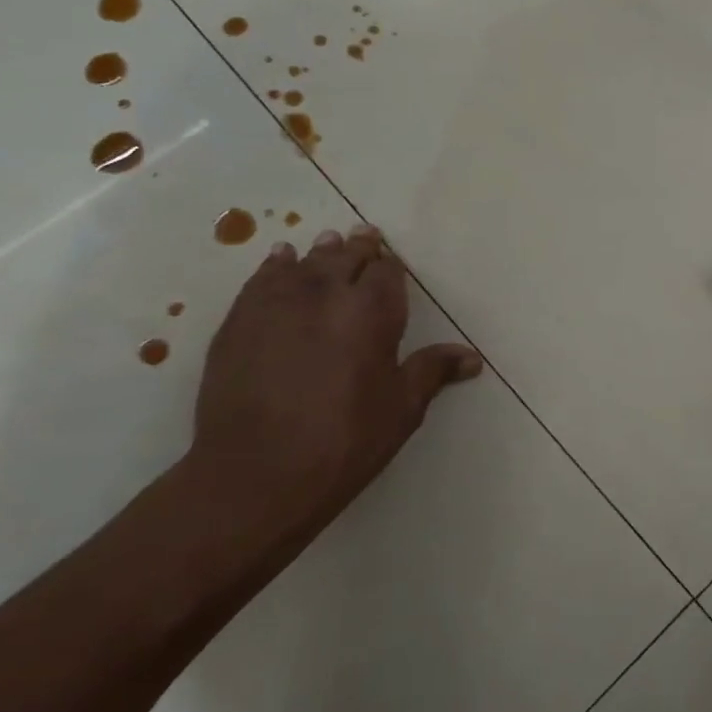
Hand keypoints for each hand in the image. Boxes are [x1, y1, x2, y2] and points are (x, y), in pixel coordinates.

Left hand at [182, 225, 482, 544]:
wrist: (257, 474)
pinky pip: (262, 280)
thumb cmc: (345, 441)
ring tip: (328, 243)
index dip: (390, 266)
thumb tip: (472, 358)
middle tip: (365, 237)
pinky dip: (276, 266)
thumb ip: (432, 371)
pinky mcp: (239, 322)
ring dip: (320, 253)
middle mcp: (325, 295)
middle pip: (345, 258)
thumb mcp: (401, 409)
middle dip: (358, 248)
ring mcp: (276, 305)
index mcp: (371, 312)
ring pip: (303, 263)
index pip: (386, 273)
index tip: (391, 261)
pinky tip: (281, 261)